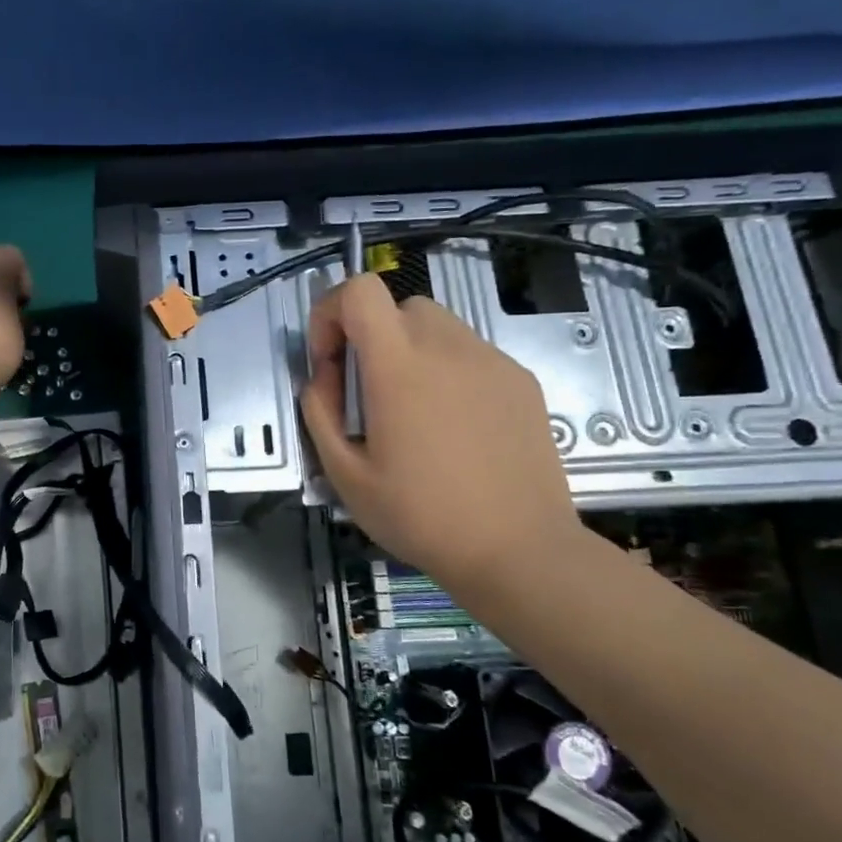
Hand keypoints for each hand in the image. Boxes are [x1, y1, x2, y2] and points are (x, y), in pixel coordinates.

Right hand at [301, 275, 581, 598]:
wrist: (518, 549)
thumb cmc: (421, 516)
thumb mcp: (345, 475)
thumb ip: (320, 413)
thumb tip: (323, 380)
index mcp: (399, 366)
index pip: (359, 291)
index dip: (331, 313)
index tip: (330, 362)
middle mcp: (448, 348)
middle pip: (398, 306)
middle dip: (370, 336)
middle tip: (367, 392)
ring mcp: (491, 361)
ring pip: (437, 326)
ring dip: (409, 351)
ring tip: (411, 410)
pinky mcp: (521, 380)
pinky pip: (471, 353)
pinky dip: (447, 370)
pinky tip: (453, 426)